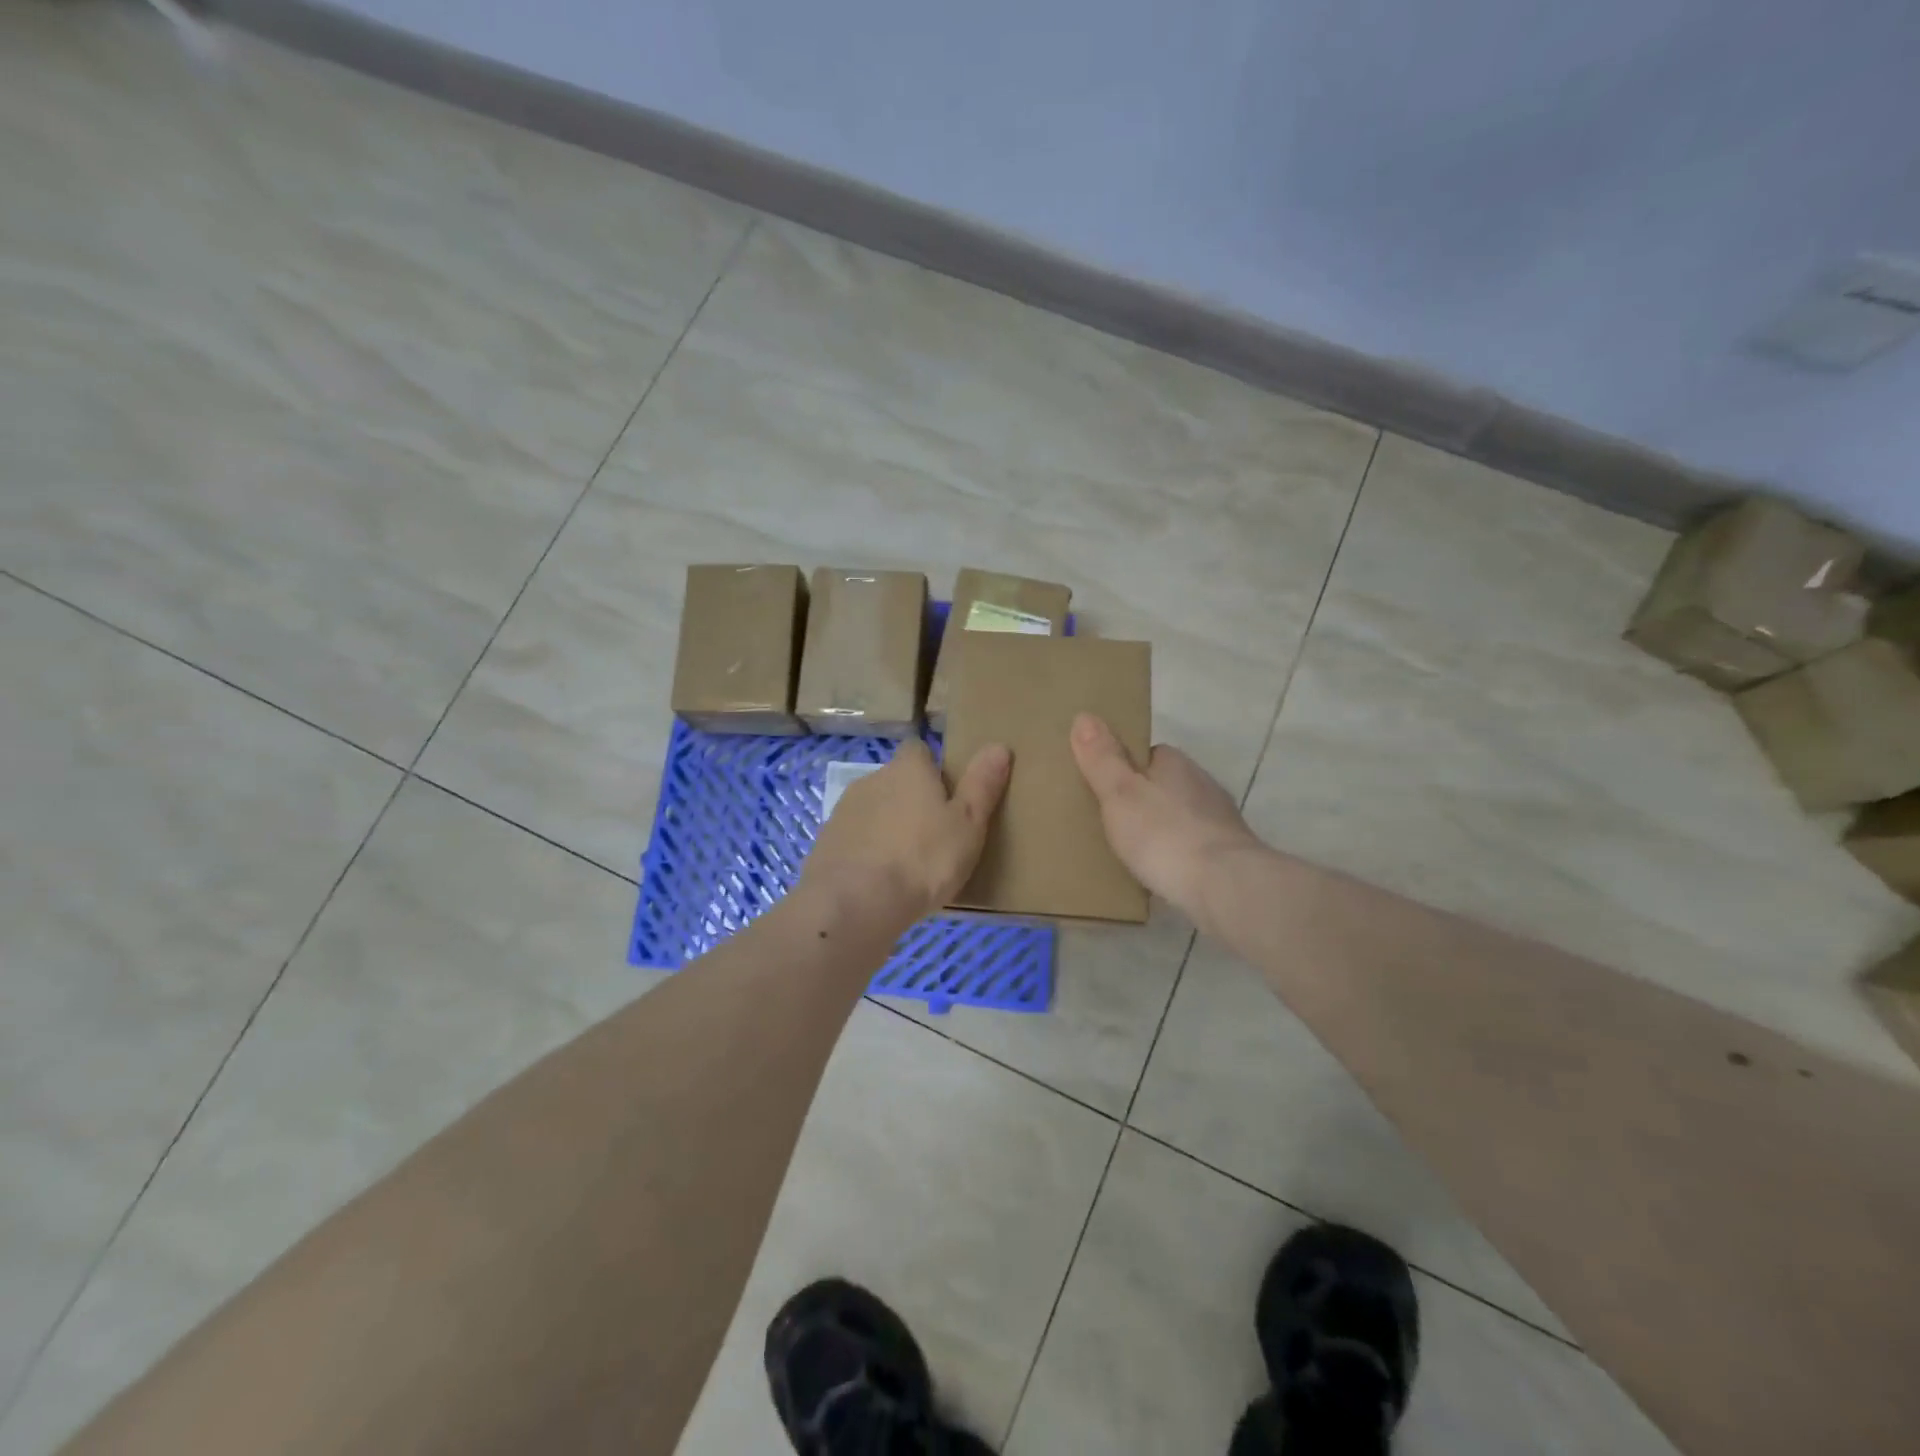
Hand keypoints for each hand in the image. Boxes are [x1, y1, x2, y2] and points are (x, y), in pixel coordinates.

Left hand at [800, 738, 1011, 935]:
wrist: (854, 903)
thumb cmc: (923, 859)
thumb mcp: (968, 824)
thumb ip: (982, 785)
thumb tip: (999, 745)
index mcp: (908, 769)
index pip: (919, 750)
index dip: (933, 769)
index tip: (948, 796)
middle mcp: (872, 780)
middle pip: (895, 781)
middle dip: (911, 801)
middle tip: (935, 836)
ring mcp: (843, 812)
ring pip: (873, 812)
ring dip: (887, 828)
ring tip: (908, 864)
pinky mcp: (825, 844)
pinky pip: (854, 841)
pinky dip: (866, 854)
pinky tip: (880, 883)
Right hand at [1069, 713, 1262, 935]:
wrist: (1224, 886)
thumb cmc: (1164, 834)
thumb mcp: (1120, 794)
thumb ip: (1102, 759)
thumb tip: (1084, 716)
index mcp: (1176, 764)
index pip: (1149, 755)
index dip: (1126, 767)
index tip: (1105, 786)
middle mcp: (1203, 785)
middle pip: (1166, 785)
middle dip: (1144, 800)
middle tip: (1111, 822)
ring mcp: (1220, 821)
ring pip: (1182, 817)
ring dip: (1163, 829)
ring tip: (1133, 851)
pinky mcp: (1229, 856)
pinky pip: (1193, 847)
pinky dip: (1177, 855)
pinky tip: (1161, 872)